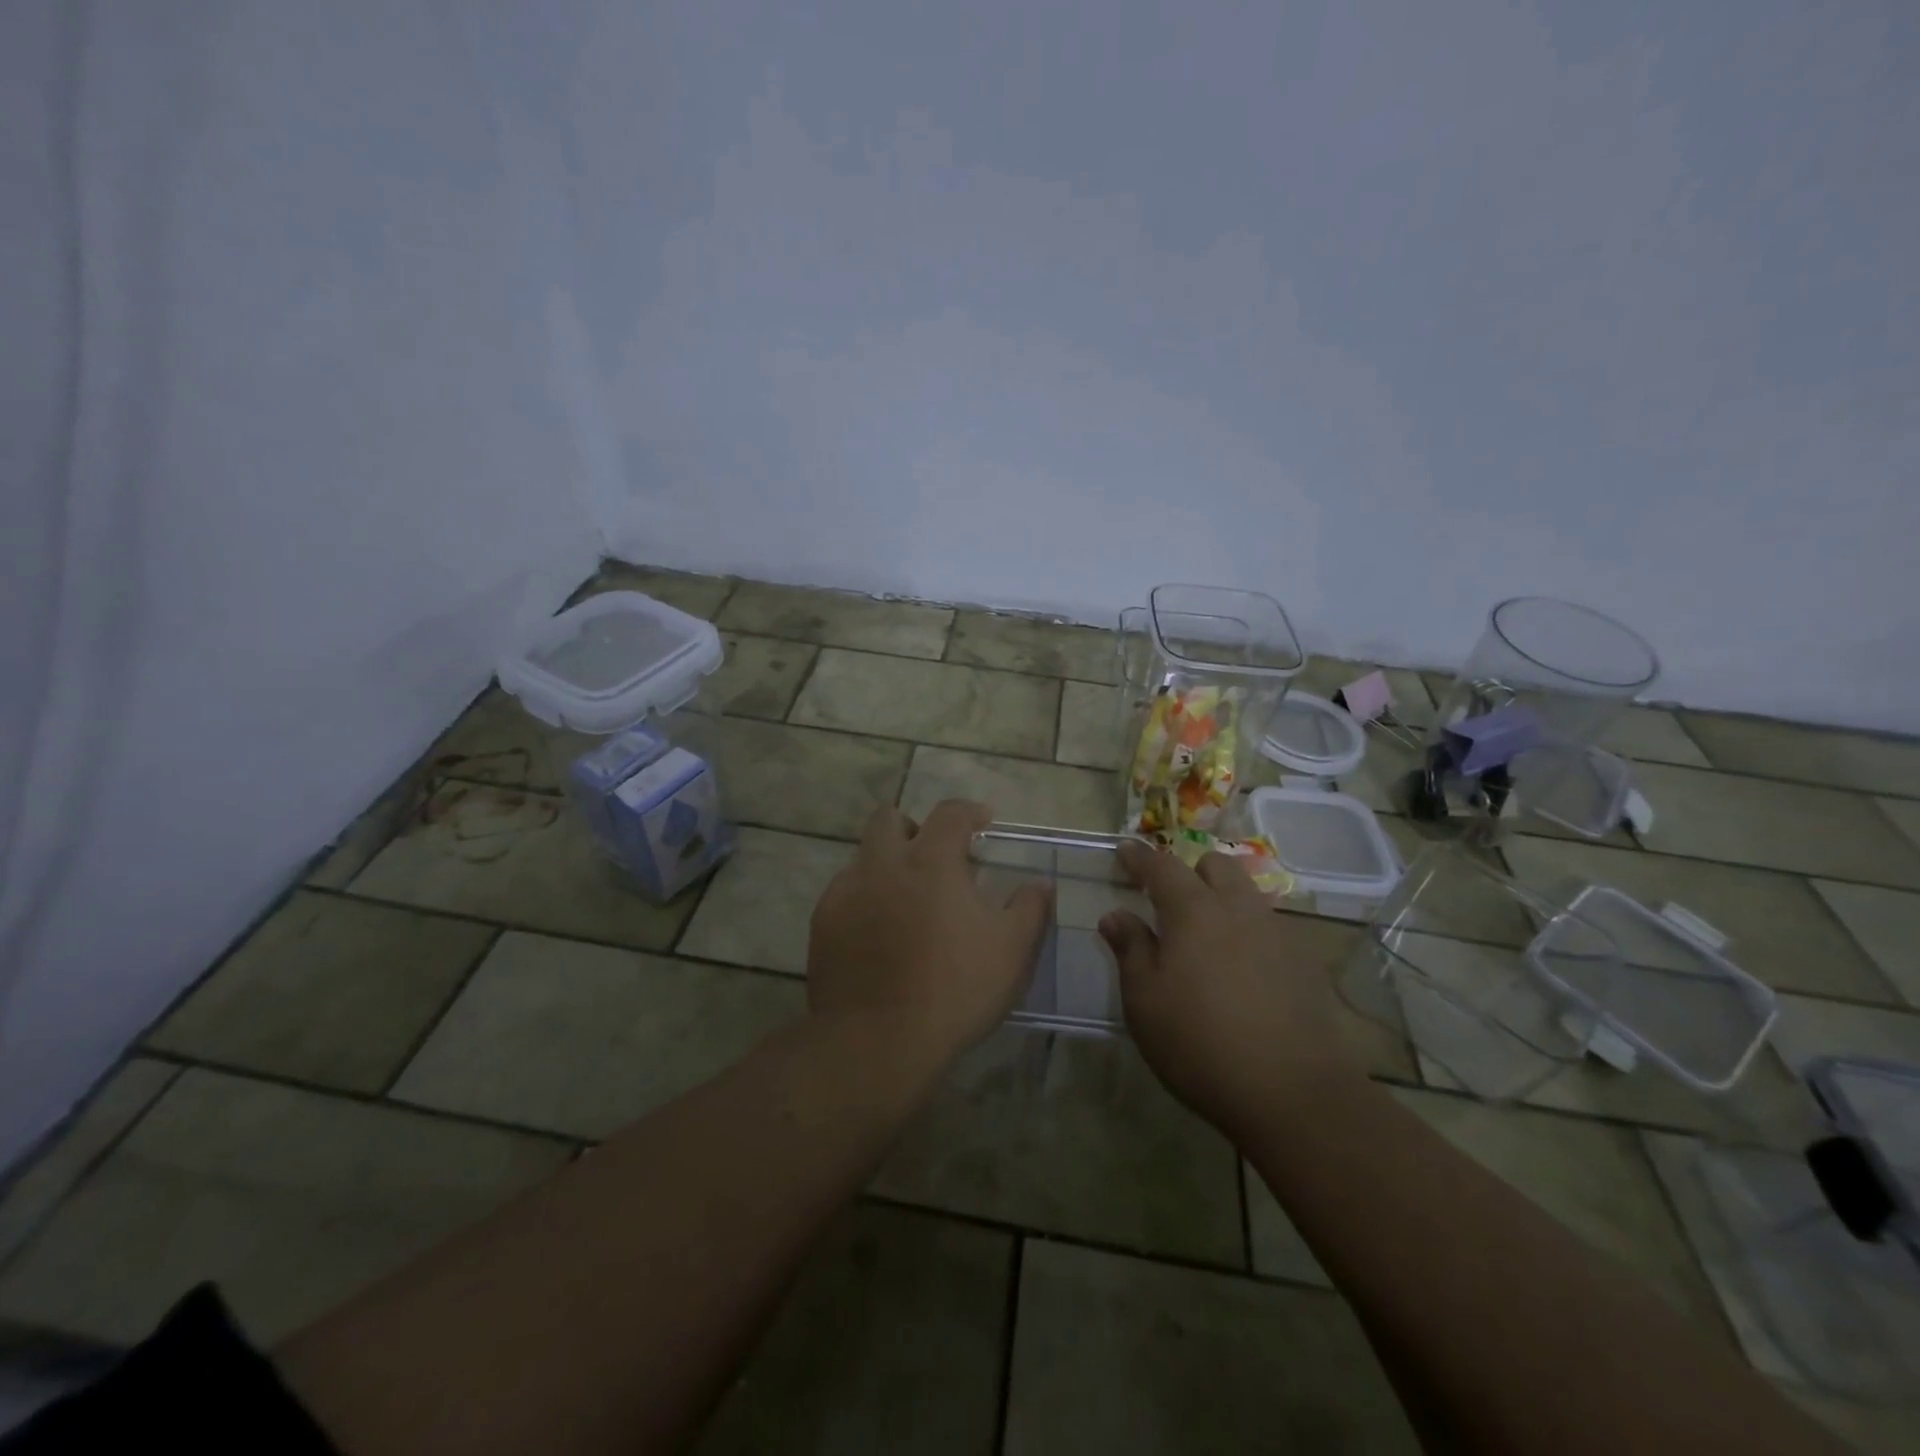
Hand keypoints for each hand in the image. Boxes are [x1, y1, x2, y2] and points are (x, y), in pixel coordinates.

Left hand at [807, 800, 1051, 1072]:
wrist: (877, 1042)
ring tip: (905, 903)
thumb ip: (1031, 907)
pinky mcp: (823, 922)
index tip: (983, 823)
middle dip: (913, 829)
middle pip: (889, 819)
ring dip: (886, 866)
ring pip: (863, 856)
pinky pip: (843, 893)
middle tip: (934, 860)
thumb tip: (1039, 884)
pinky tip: (878, 934)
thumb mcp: (1012, 950)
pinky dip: (864, 899)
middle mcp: (882, 864)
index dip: (969, 811)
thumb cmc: (954, 989)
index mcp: (930, 861)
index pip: (950, 813)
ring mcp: (846, 891)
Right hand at [1100, 842, 1361, 1135]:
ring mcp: (1278, 934)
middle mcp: (1239, 909)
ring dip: (1222, 900)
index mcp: (1194, 911)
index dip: (1140, 857)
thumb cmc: (1199, 1043)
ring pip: (1247, 895)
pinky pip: (1270, 928)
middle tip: (1170, 899)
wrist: (1293, 1093)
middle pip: (1216, 866)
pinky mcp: (1305, 963)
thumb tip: (1116, 915)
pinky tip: (1243, 972)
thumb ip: (1130, 950)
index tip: (1124, 850)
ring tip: (1207, 937)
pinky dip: (1249, 933)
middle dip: (1190, 871)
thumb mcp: (1144, 1001)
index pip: (1162, 866)